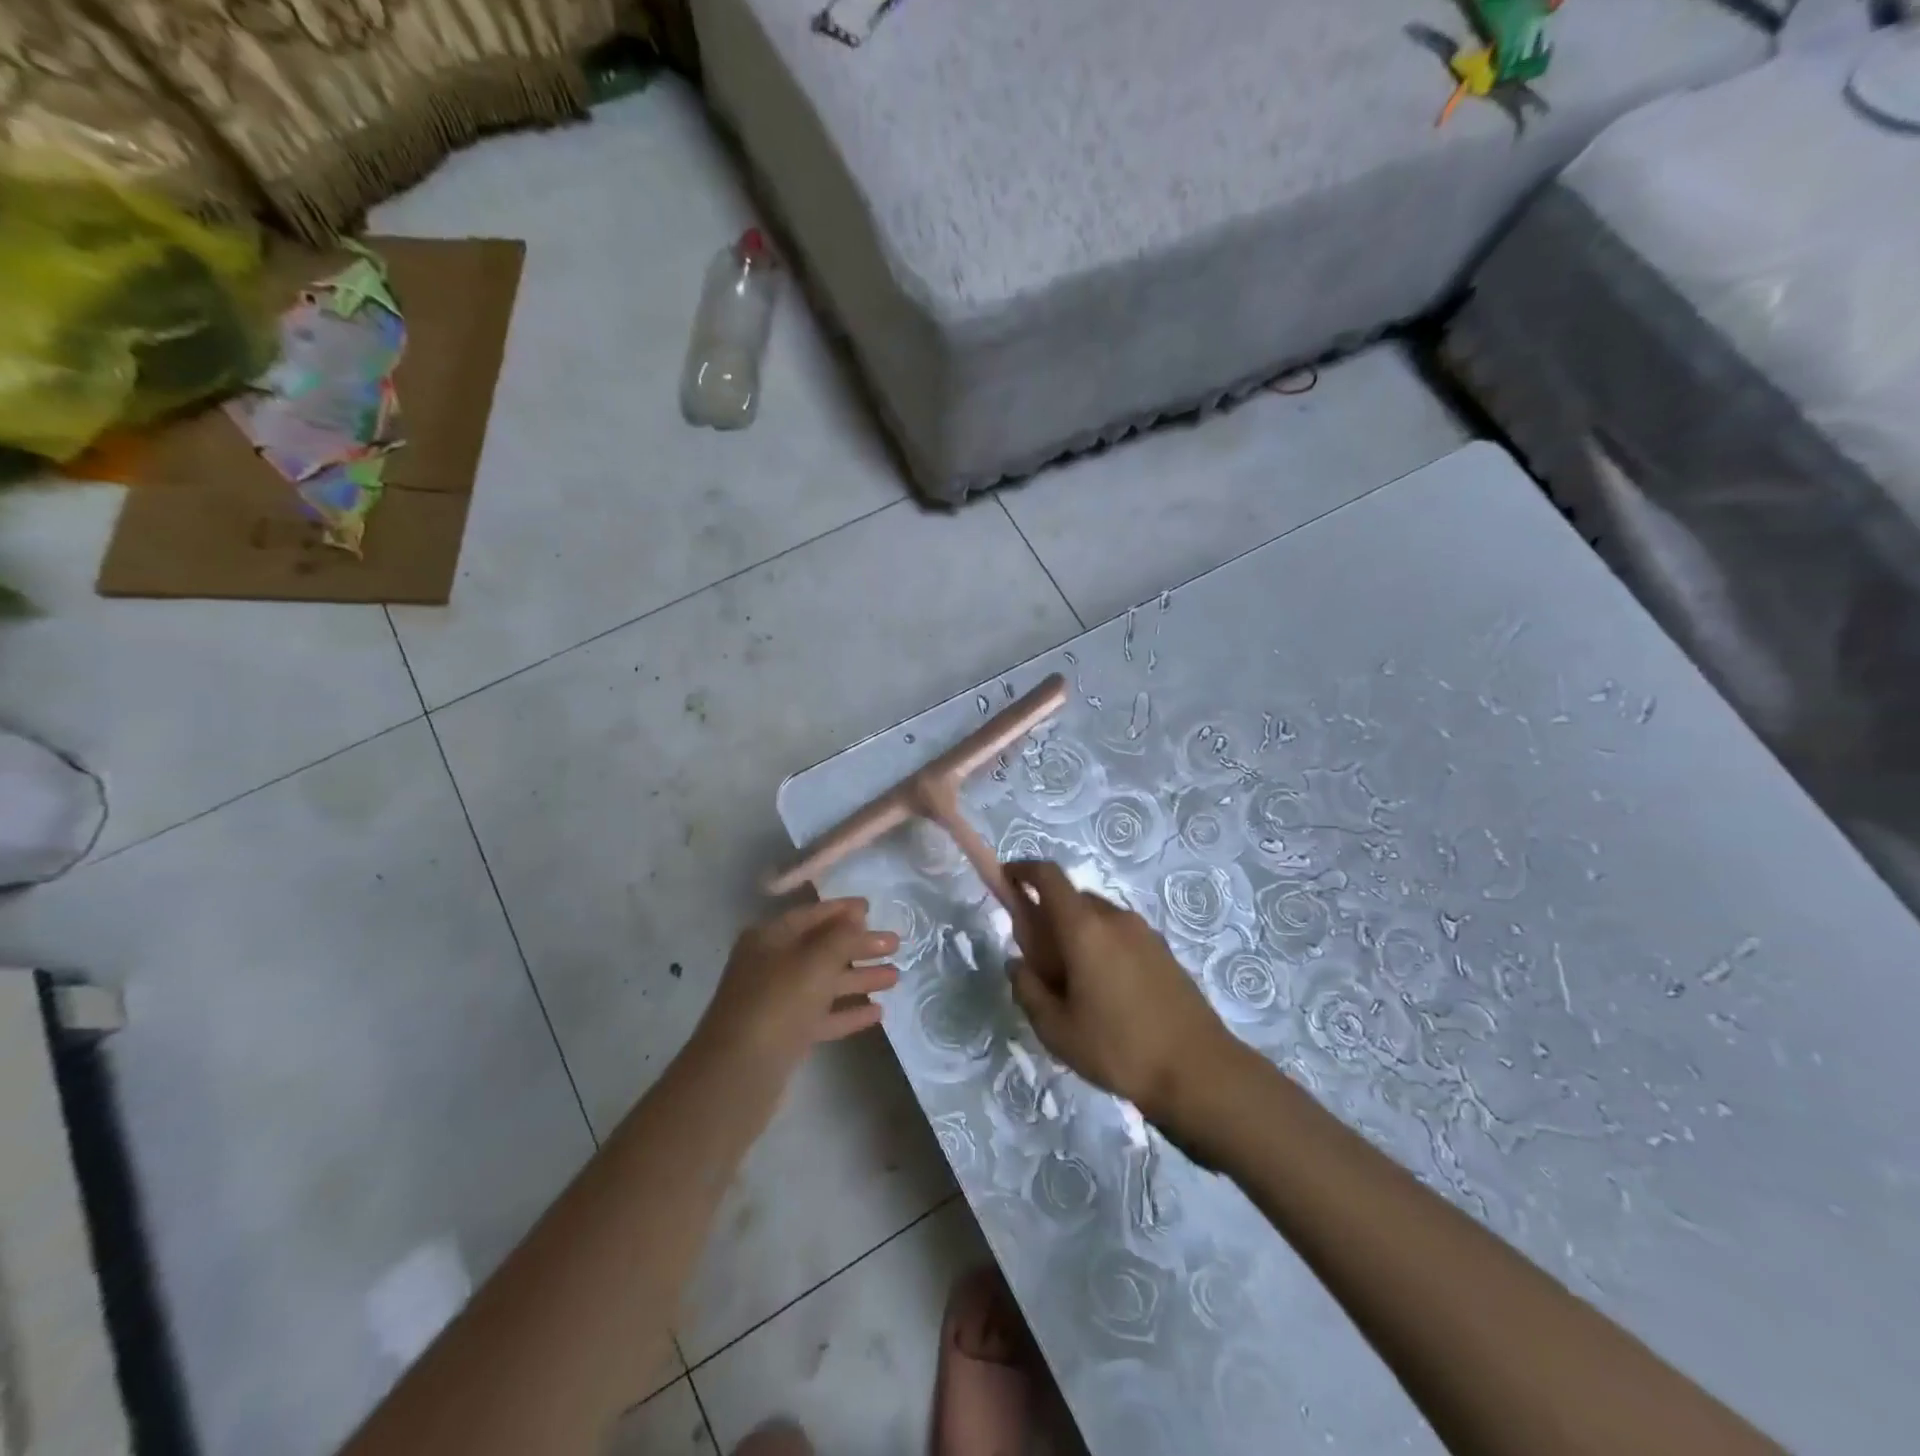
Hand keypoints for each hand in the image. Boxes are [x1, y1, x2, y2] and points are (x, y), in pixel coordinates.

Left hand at [695, 899, 899, 1078]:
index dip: (842, 909)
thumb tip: (856, 914)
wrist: (739, 1074)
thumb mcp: (814, 962)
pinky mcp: (786, 1035)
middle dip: (859, 946)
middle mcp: (771, 965)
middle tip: (896, 944)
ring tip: (896, 977)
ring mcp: (777, 1002)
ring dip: (859, 978)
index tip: (873, 907)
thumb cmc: (778, 1002)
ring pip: (824, 983)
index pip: (810, 915)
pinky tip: (878, 1013)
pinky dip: (847, 1011)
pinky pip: (822, 1015)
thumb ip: (841, 936)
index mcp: (770, 939)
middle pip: (821, 949)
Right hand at [1005, 860, 1234, 1120]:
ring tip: (1073, 985)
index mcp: (1084, 928)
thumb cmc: (1118, 1048)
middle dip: (1048, 917)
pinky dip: (1101, 947)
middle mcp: (1115, 918)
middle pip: (1072, 899)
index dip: (1023, 870)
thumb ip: (1028, 989)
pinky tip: (1106, 993)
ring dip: (1077, 935)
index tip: (1007, 879)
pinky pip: (1120, 935)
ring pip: (1097, 918)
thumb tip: (1017, 964)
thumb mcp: (1056, 1029)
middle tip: (1038, 960)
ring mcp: (1144, 933)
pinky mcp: (1163, 951)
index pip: (1049, 876)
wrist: (1198, 1071)